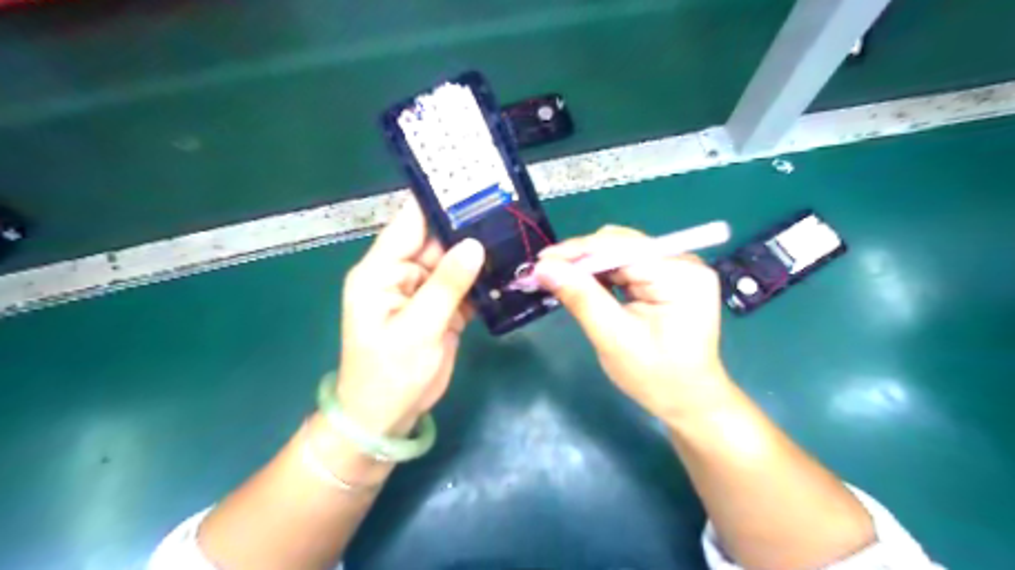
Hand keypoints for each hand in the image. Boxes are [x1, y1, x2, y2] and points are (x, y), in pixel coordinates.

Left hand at [335, 195, 484, 434]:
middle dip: (468, 225)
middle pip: (437, 240)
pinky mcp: (441, 309)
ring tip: (514, 233)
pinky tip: (508, 269)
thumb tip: (474, 244)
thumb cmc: (389, 374)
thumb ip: (446, 285)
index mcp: (381, 271)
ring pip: (455, 262)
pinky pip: (464, 285)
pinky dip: (483, 280)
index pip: (409, 223)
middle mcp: (402, 274)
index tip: (471, 182)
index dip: (437, 202)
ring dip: (480, 252)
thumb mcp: (417, 329)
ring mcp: (424, 291)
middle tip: (507, 208)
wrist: (388, 418)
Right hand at [534, 224, 733, 419]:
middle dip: (581, 258)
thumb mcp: (614, 338)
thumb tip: (544, 267)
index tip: (541, 261)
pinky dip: (603, 274)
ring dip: (589, 265)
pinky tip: (583, 283)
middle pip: (621, 246)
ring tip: (559, 278)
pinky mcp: (669, 277)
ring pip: (621, 253)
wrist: (688, 401)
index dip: (578, 251)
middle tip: (545, 272)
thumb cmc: (656, 377)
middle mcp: (683, 261)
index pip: (620, 247)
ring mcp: (678, 267)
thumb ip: (581, 297)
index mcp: (679, 275)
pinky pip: (629, 265)